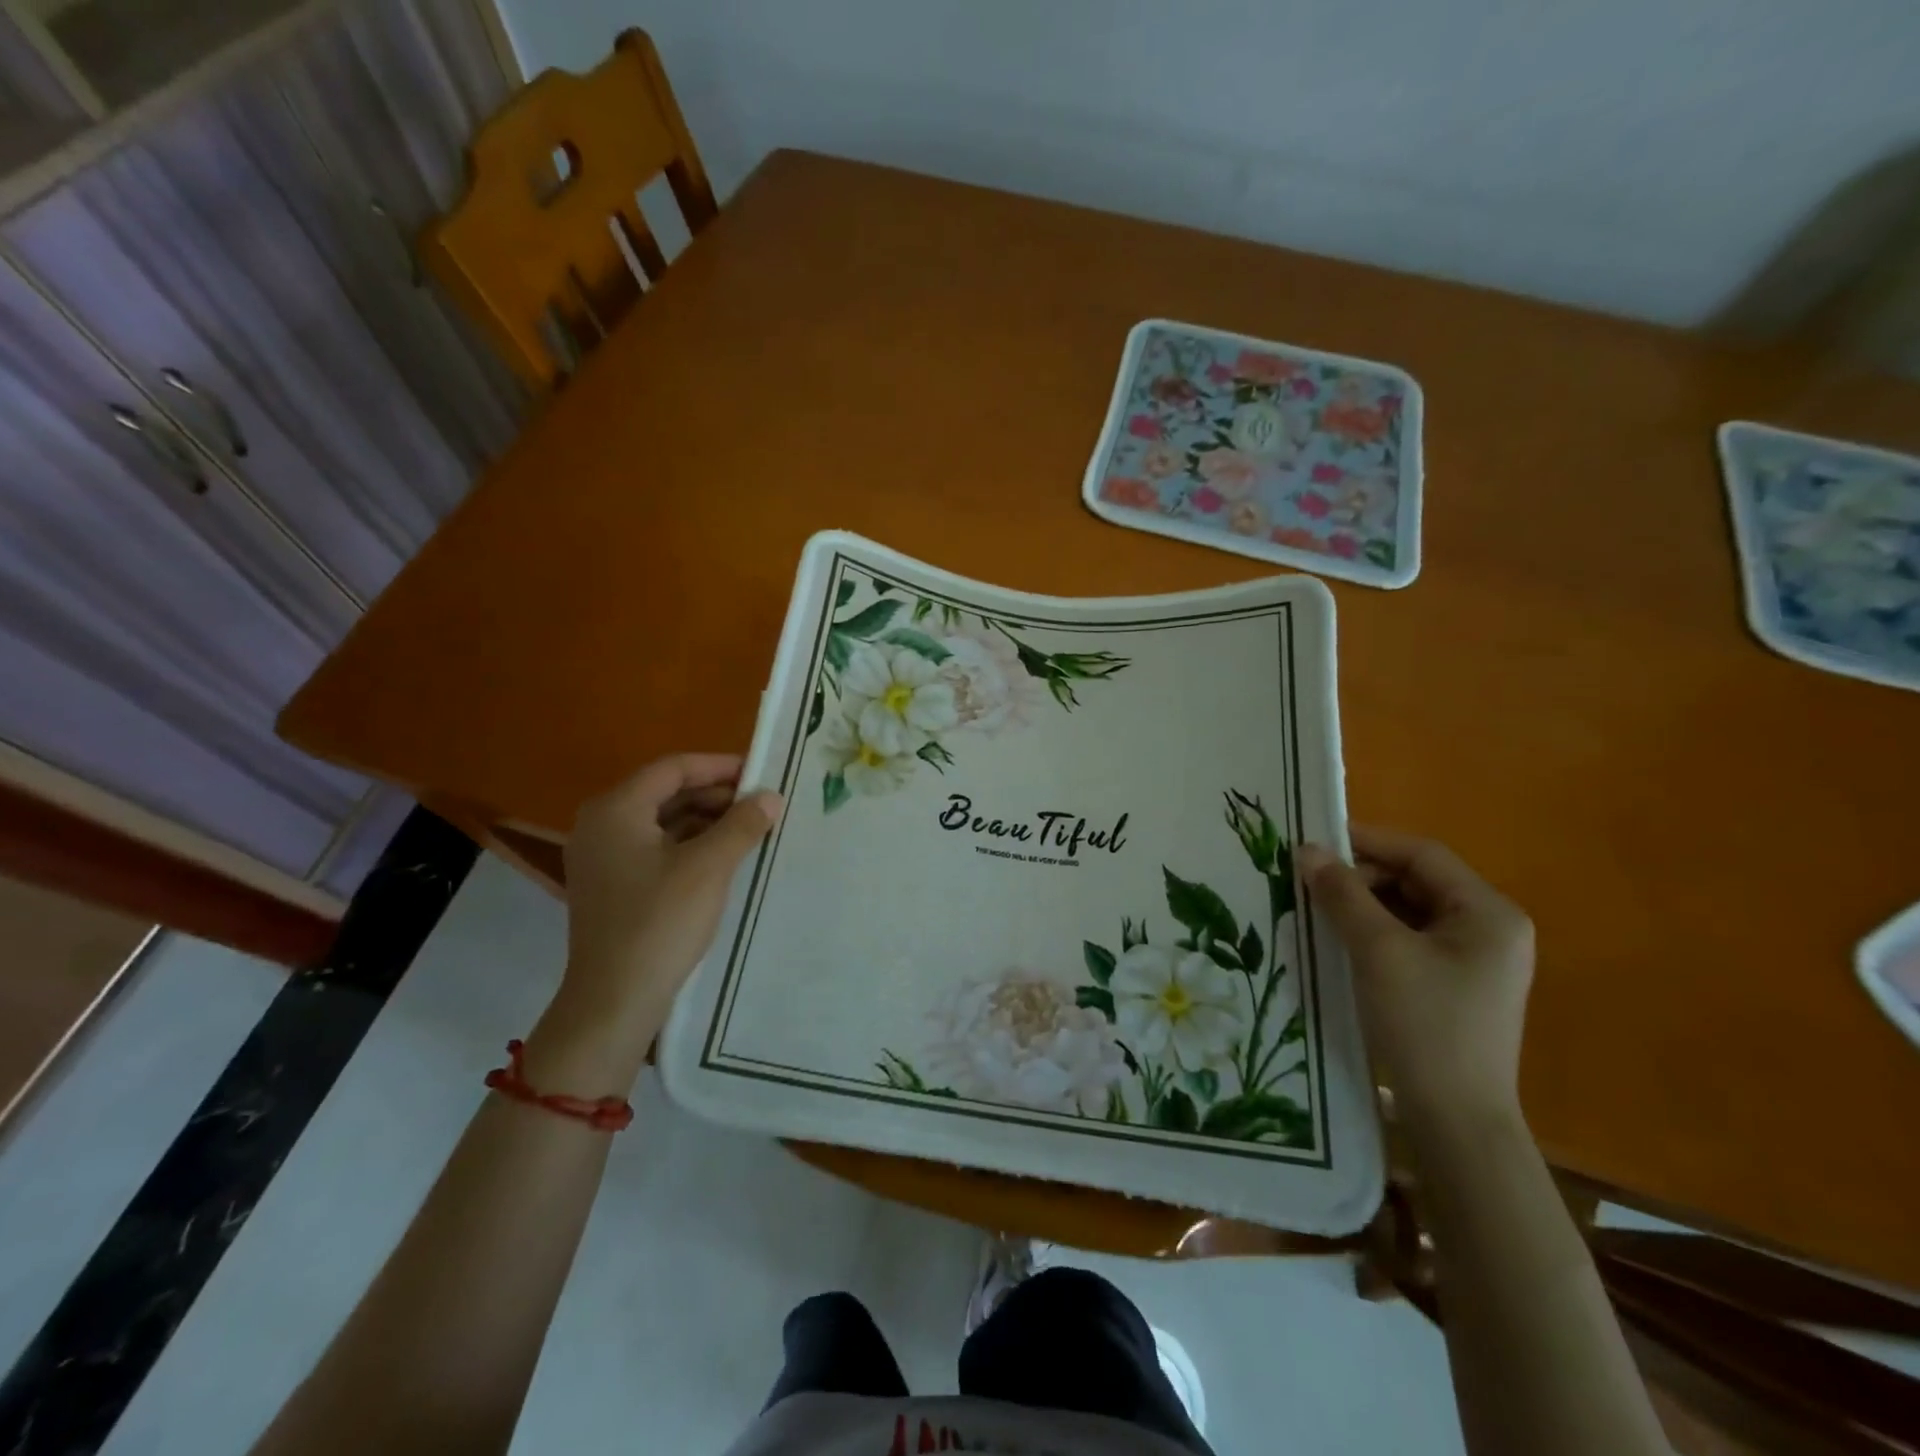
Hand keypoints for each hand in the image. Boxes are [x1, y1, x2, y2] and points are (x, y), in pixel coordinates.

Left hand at [553, 754, 780, 1050]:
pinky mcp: (611, 885)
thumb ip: (742, 824)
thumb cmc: (660, 922)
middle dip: (716, 795)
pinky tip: (724, 857)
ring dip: (706, 821)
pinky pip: (655, 848)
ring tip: (750, 829)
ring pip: (662, 821)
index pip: (673, 768)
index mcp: (616, 809)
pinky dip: (690, 845)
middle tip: (761, 803)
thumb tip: (771, 796)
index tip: (761, 772)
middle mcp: (601, 825)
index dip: (720, 766)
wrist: (614, 1000)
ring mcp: (602, 857)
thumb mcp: (709, 867)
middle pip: (666, 792)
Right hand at [1296, 826, 1533, 1135]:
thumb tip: (1307, 850)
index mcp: (1489, 913)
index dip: (1368, 841)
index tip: (1314, 839)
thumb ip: (1343, 894)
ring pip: (1409, 911)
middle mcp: (1491, 929)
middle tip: (1309, 881)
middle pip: (1417, 881)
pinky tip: (1338, 939)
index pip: (1423, 855)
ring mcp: (1475, 960)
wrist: (1456, 1120)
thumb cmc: (1425, 1024)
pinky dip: (1374, 933)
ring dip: (1363, 905)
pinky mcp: (1455, 985)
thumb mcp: (1378, 951)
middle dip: (1362, 877)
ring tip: (1316, 908)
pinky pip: (1410, 940)